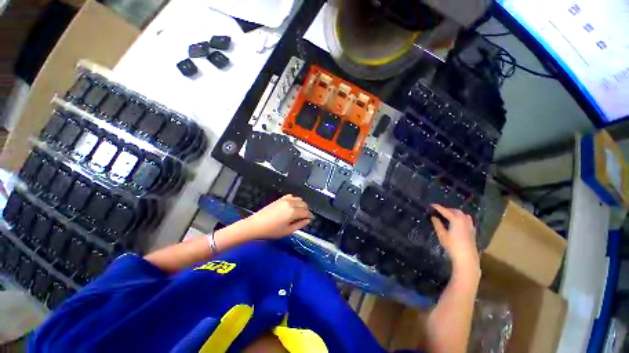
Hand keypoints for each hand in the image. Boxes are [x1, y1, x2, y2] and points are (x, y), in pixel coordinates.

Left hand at [241, 195, 312, 239]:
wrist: (256, 224)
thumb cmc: (272, 230)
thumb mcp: (288, 231)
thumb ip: (300, 225)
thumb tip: (308, 220)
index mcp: (293, 212)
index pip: (306, 212)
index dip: (310, 216)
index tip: (310, 219)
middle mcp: (291, 203)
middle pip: (304, 204)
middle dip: (306, 210)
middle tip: (304, 217)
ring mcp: (285, 199)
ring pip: (299, 199)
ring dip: (301, 204)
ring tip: (298, 212)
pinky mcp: (280, 198)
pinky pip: (291, 196)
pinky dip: (294, 200)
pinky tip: (292, 206)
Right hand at [430, 204, 478, 270]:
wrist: (466, 257)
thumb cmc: (452, 246)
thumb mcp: (442, 235)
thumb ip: (437, 224)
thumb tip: (433, 217)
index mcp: (456, 220)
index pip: (445, 211)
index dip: (438, 207)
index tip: (431, 205)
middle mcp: (464, 220)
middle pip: (455, 211)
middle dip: (447, 209)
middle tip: (439, 210)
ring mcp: (469, 225)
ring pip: (462, 214)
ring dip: (454, 212)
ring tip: (448, 214)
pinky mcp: (472, 230)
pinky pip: (467, 219)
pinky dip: (461, 217)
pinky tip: (458, 221)